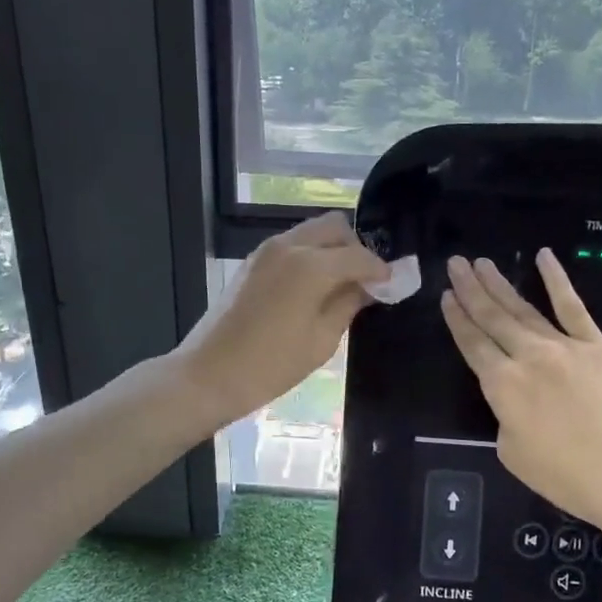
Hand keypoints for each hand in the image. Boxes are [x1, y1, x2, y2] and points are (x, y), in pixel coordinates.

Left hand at [172, 212, 389, 428]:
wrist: (208, 375)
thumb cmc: (271, 366)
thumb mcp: (321, 340)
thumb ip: (348, 304)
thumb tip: (369, 287)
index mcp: (311, 265)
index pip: (359, 255)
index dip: (381, 270)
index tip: (393, 285)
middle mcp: (289, 246)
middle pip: (335, 226)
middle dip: (355, 248)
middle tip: (364, 280)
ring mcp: (266, 251)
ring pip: (311, 232)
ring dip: (331, 250)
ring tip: (340, 285)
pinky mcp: (252, 262)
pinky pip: (291, 245)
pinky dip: (310, 255)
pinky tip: (313, 287)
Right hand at [441, 249, 601, 547]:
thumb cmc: (569, 476)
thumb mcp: (514, 454)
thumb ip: (506, 418)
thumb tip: (514, 401)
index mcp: (502, 386)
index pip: (472, 345)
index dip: (457, 320)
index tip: (446, 296)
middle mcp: (527, 356)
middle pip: (492, 317)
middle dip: (471, 289)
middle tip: (456, 264)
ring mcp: (564, 346)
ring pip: (524, 308)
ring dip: (500, 283)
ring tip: (482, 262)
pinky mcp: (597, 345)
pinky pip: (573, 306)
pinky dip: (556, 280)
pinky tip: (544, 257)